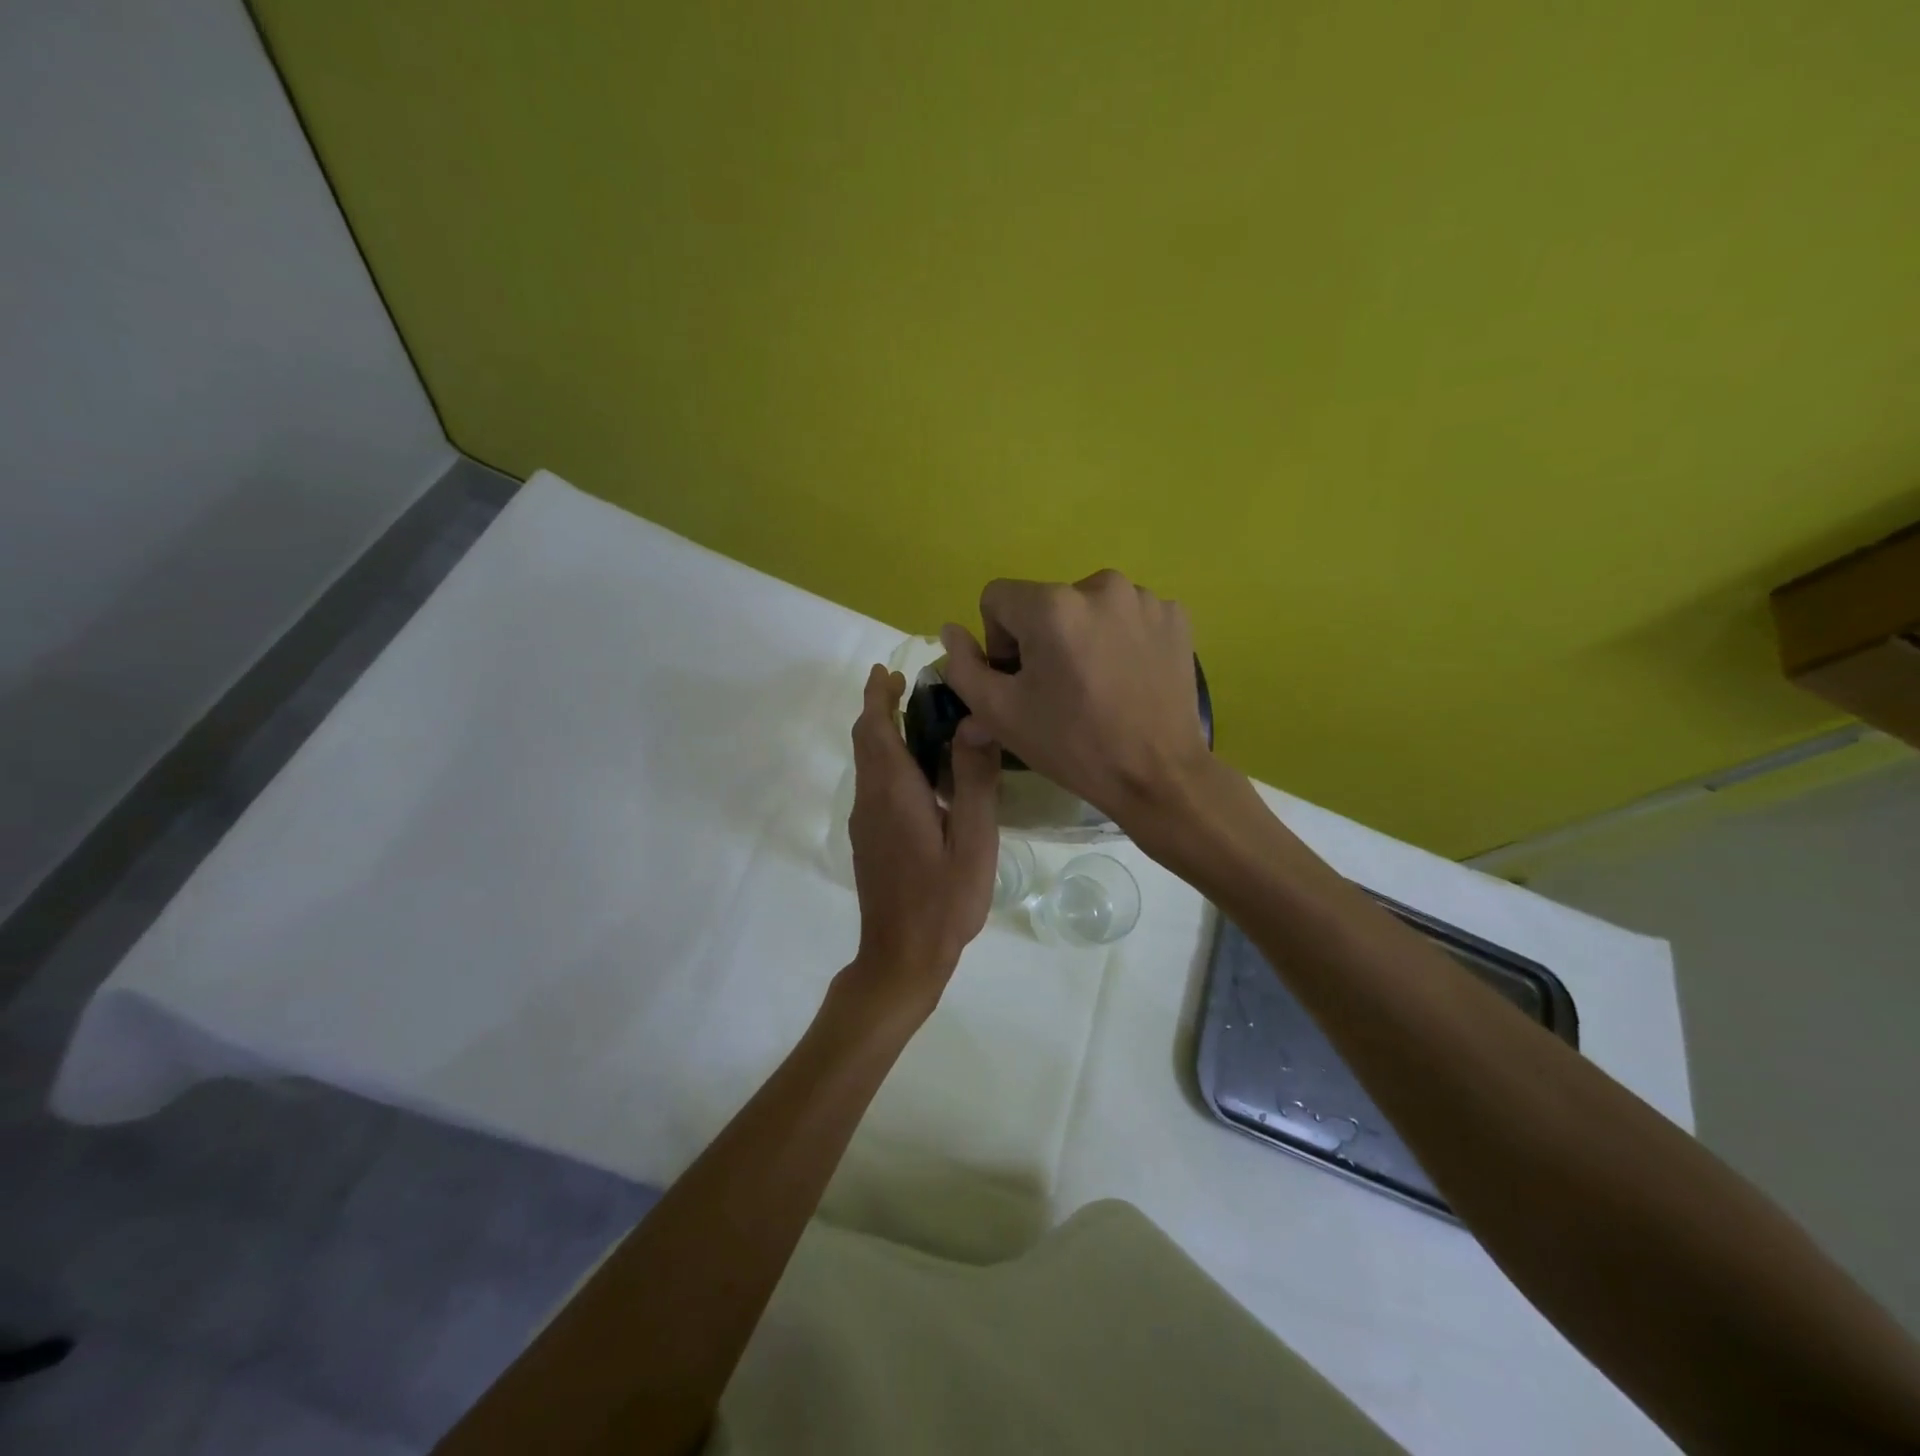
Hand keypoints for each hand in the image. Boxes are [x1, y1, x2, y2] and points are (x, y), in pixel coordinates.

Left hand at [840, 664, 1000, 1019]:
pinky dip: (887, 761)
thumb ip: (973, 780)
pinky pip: (874, 785)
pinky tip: (918, 774)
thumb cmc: (944, 901)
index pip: (876, 728)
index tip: (889, 670)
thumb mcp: (973, 840)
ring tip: (917, 719)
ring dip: (883, 734)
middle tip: (906, 686)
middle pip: (866, 741)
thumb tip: (974, 721)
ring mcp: (866, 823)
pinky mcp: (869, 841)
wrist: (901, 958)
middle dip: (878, 708)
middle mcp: (871, 801)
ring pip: (868, 764)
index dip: (878, 695)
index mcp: (894, 793)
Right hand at [939, 571, 1212, 832]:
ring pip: (1087, 608)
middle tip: (1059, 690)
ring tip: (1097, 685)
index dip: (998, 642)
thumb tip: (950, 631)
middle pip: (1045, 603)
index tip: (1021, 681)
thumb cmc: (1073, 746)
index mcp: (1052, 605)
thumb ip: (963, 667)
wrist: (1158, 776)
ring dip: (1081, 637)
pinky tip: (1128, 678)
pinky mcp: (1175, 616)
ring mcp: (1145, 599)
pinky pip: (1128, 616)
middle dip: (1041, 639)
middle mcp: (1100, 585)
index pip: (997, 599)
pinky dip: (1120, 639)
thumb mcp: (1000, 714)